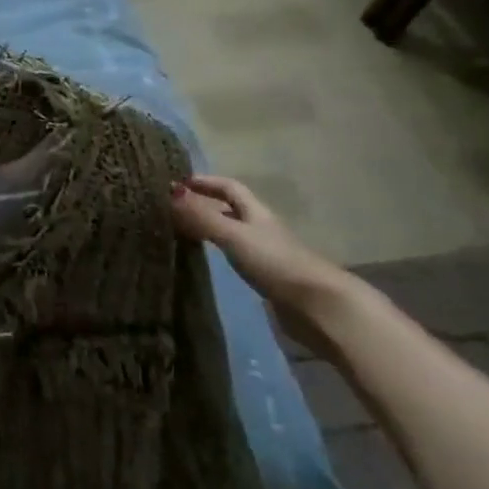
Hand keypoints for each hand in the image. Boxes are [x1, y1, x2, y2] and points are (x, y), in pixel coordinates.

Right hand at [169, 175, 366, 354]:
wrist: (318, 306)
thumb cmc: (275, 262)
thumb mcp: (234, 235)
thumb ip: (202, 216)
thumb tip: (170, 191)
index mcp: (256, 213)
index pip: (230, 187)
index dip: (207, 181)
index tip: (180, 182)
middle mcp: (261, 228)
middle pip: (232, 209)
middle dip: (206, 204)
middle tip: (175, 207)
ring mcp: (266, 253)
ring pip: (233, 233)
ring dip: (211, 228)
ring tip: (182, 231)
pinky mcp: (267, 277)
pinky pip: (236, 255)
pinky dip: (219, 251)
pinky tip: (207, 260)